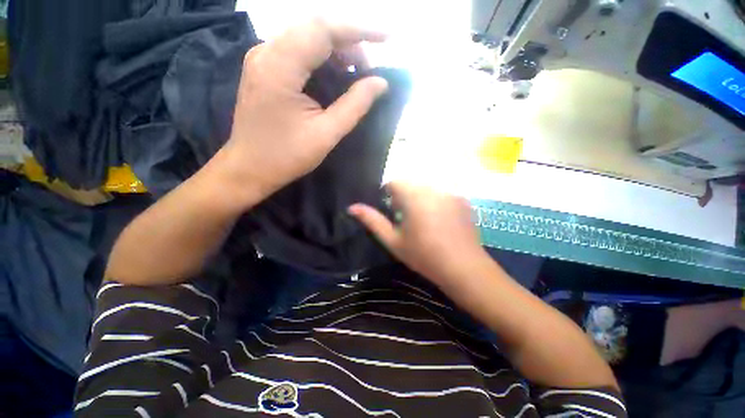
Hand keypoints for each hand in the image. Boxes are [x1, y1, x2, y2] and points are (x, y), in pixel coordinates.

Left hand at [217, 20, 389, 204]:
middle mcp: (266, 51)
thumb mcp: (326, 134)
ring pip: (307, 37)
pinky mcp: (264, 68)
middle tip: (369, 70)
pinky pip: (298, 50)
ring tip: (356, 75)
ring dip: (337, 50)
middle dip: (350, 42)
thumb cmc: (286, 156)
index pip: (323, 29)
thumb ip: (355, 105)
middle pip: (315, 27)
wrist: (249, 168)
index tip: (388, 37)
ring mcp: (262, 58)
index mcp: (279, 67)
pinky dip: (322, 58)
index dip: (360, 30)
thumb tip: (381, 83)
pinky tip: (336, 76)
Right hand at [348, 183, 489, 288]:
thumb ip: (373, 221)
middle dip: (404, 196)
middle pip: (411, 184)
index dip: (388, 194)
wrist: (463, 268)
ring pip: (427, 188)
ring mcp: (450, 193)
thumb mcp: (393, 240)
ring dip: (419, 198)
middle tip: (405, 218)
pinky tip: (439, 221)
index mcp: (414, 196)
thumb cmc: (423, 255)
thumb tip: (352, 207)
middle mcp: (433, 189)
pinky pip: (442, 194)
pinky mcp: (462, 200)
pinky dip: (435, 201)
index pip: (395, 183)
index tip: (390, 210)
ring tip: (422, 219)